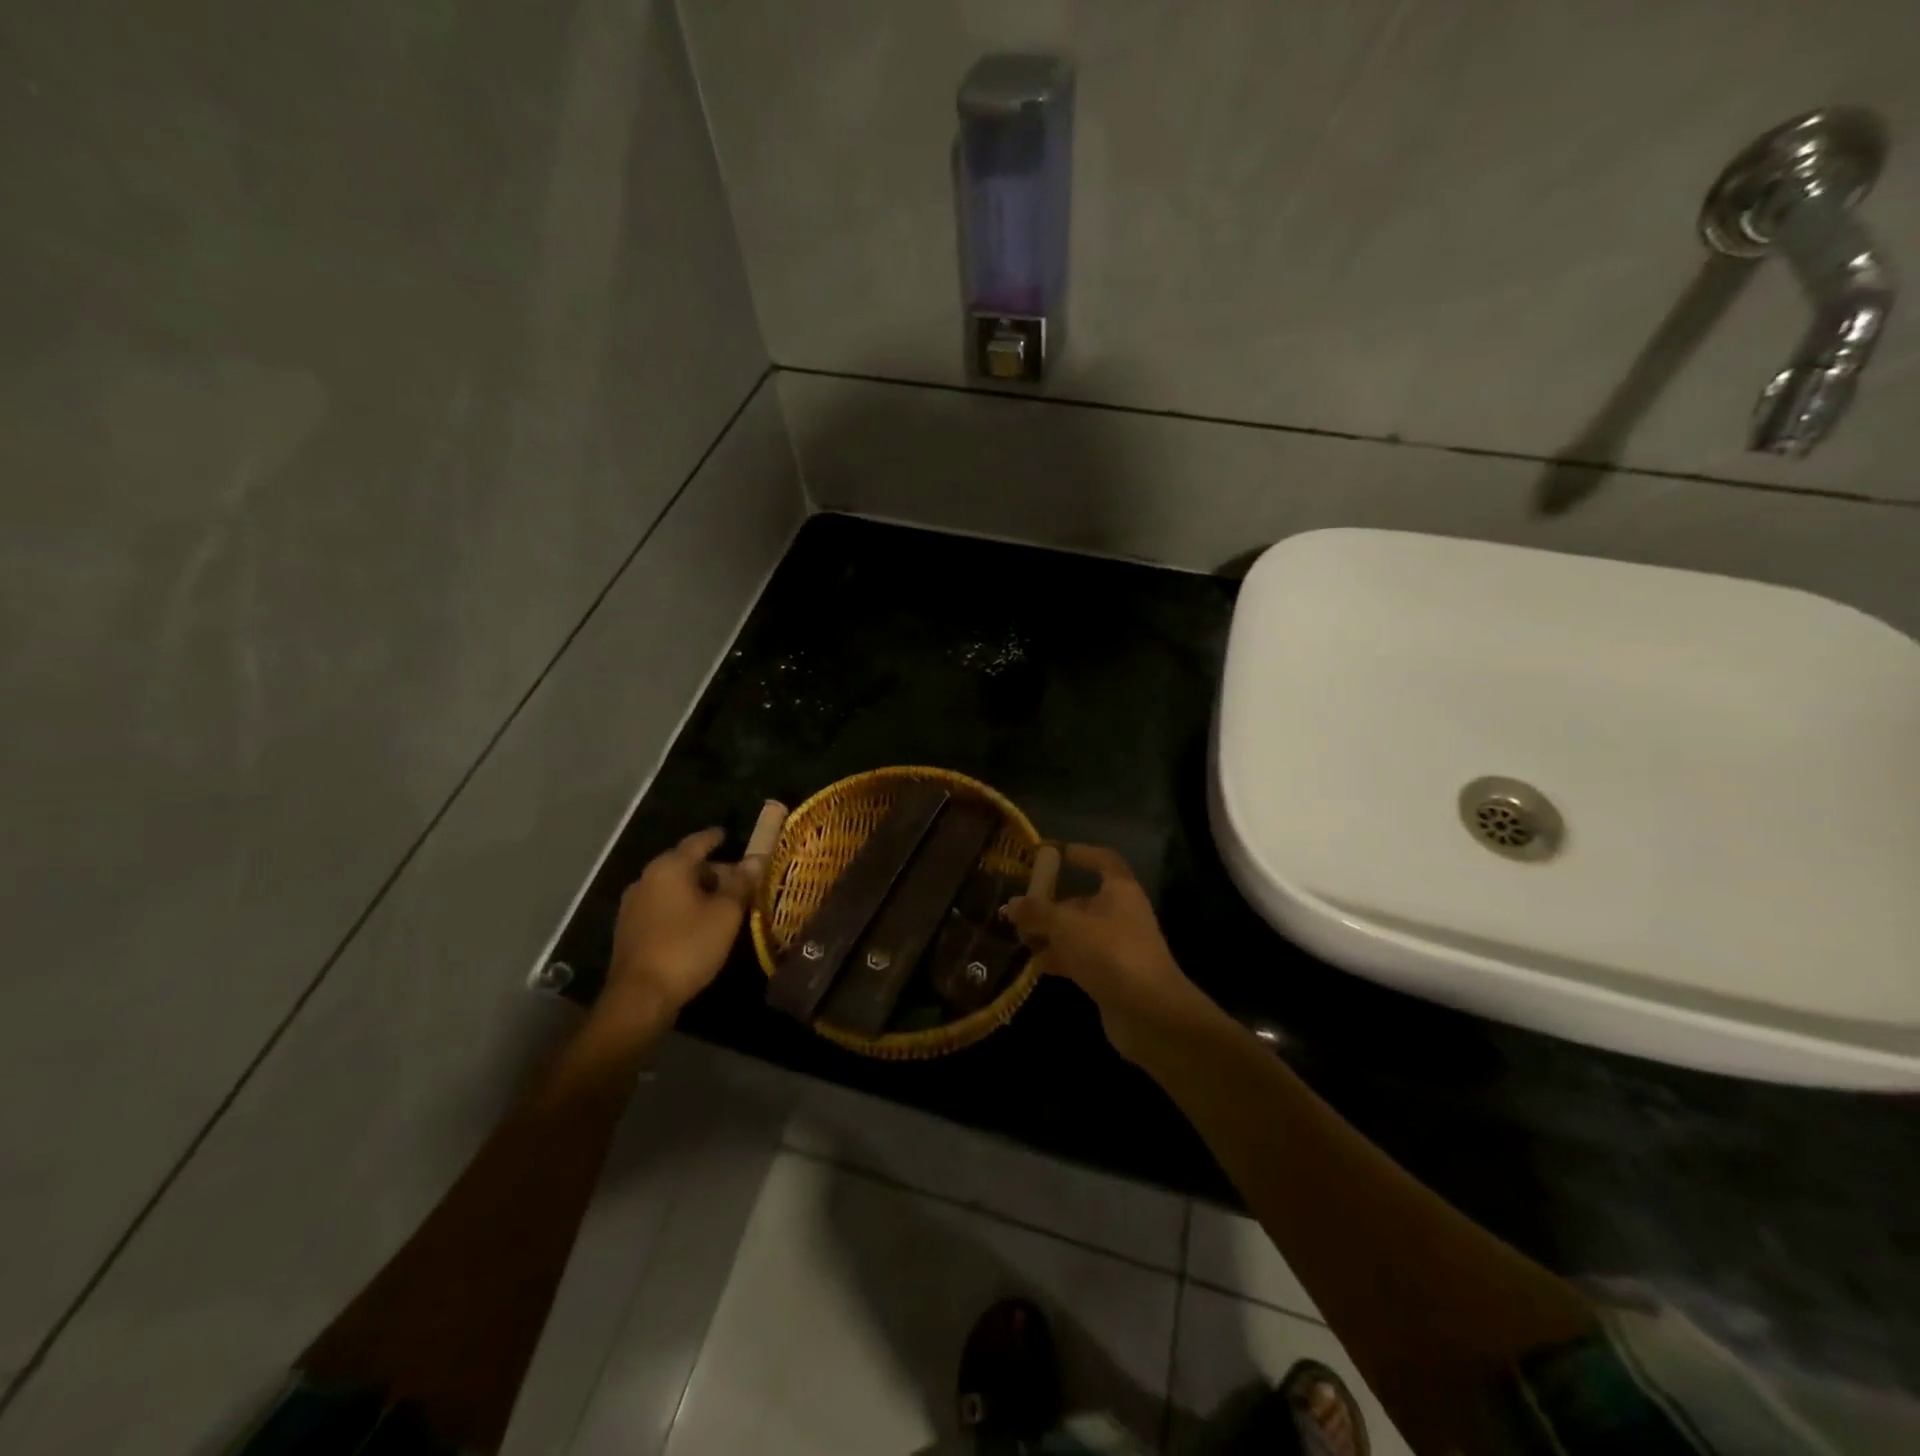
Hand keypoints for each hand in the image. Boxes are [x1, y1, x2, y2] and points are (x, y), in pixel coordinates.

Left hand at [601, 828, 755, 1030]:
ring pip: (672, 887)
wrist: (640, 996)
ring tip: (722, 903)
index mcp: (670, 867)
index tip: (728, 835)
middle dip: (711, 870)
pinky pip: (661, 905)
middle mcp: (646, 879)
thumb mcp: (725, 914)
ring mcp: (633, 905)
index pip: (697, 842)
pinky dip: (681, 906)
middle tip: (737, 880)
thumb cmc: (688, 946)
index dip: (715, 837)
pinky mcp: (629, 929)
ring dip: (696, 890)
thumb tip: (756, 859)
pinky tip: (697, 922)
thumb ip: (742, 883)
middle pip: (684, 865)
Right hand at [1003, 845, 1203, 1063]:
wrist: (1149, 1013)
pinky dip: (1059, 958)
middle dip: (1051, 904)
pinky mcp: (1112, 975)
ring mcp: (1117, 946)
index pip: (1103, 860)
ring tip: (1020, 939)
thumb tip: (1012, 904)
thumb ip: (1037, 912)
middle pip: (1083, 900)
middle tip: (1020, 910)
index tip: (1052, 854)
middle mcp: (1121, 914)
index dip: (1080, 853)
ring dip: (1051, 934)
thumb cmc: (1109, 953)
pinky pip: (1080, 959)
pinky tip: (1035, 965)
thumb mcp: (1065, 926)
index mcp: (1120, 890)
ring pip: (1078, 932)